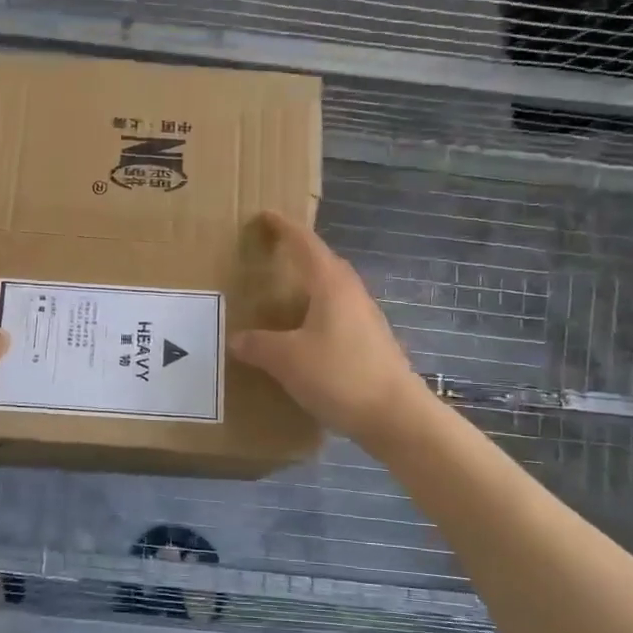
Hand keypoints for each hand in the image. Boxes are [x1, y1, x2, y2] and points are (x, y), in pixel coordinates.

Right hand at [229, 212, 423, 445]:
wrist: (395, 416)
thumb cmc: (339, 375)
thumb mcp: (287, 360)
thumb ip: (259, 345)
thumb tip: (237, 339)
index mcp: (331, 285)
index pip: (306, 244)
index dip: (285, 228)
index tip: (266, 216)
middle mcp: (352, 294)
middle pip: (325, 263)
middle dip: (300, 254)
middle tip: (273, 254)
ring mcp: (366, 319)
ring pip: (334, 290)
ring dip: (310, 286)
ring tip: (285, 295)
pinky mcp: (372, 343)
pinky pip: (339, 315)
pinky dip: (318, 313)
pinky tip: (305, 334)